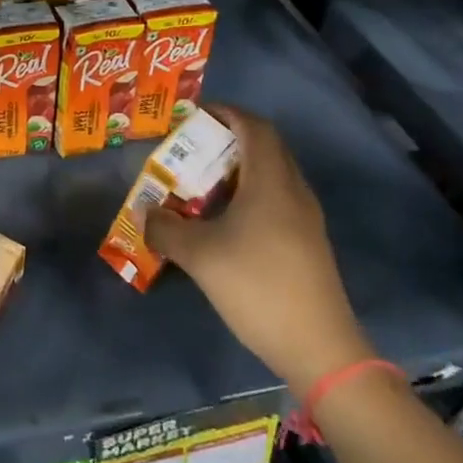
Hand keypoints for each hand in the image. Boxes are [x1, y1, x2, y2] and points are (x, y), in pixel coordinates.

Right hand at [145, 104, 372, 397]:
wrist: (319, 348)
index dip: (226, 113)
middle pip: (265, 147)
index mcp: (271, 181)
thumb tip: (144, 212)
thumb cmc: (257, 286)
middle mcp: (293, 191)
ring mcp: (305, 219)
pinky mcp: (307, 243)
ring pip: (270, 175)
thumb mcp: (199, 255)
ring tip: (200, 185)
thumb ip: (165, 227)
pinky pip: (276, 200)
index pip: (254, 127)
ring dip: (237, 171)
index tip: (194, 116)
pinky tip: (223, 222)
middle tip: (191, 150)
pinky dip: (248, 196)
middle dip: (227, 140)